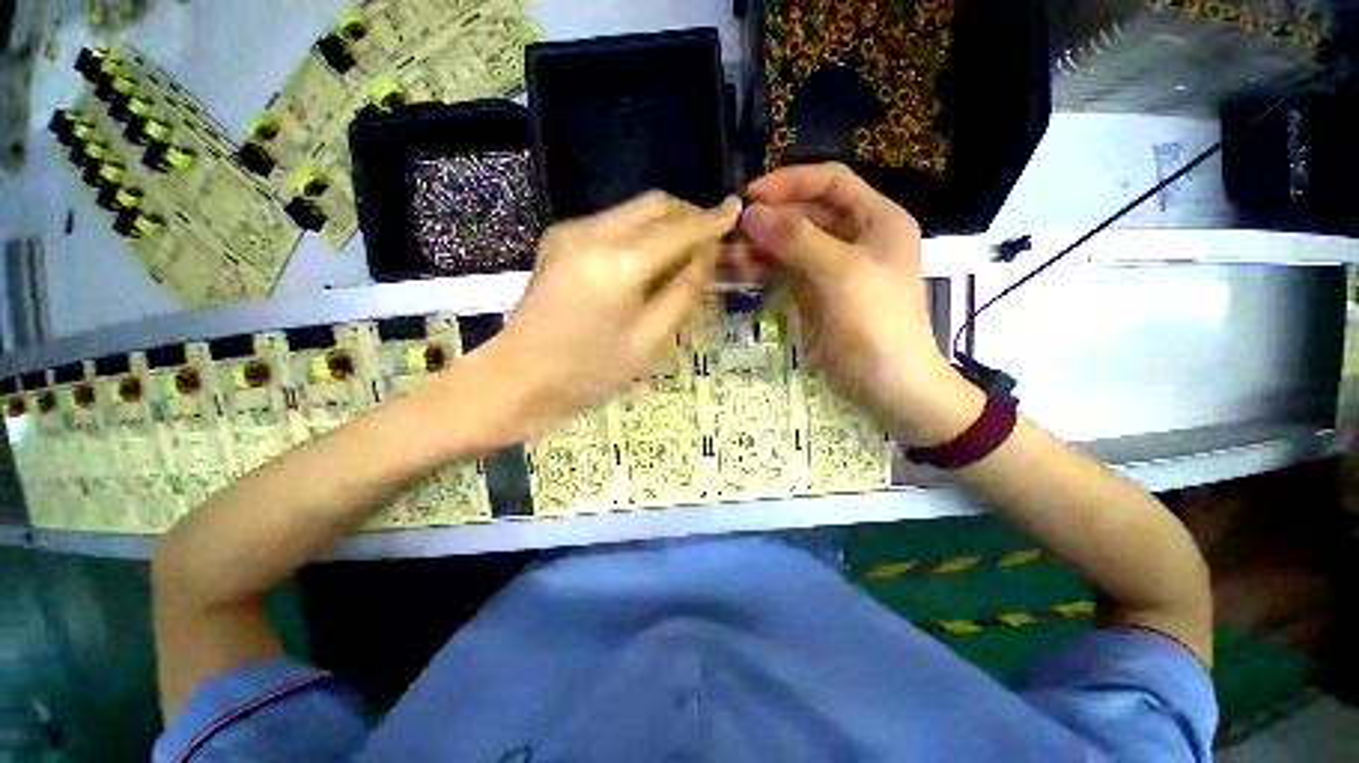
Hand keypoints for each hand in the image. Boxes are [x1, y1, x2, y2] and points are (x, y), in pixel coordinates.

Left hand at [480, 192, 741, 437]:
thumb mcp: (648, 341)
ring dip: (664, 224)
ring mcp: (570, 231)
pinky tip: (647, 261)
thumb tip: (704, 255)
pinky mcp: (559, 238)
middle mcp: (592, 232)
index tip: (735, 210)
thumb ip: (682, 292)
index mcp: (618, 264)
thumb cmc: (588, 372)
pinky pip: (613, 222)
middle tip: (710, 241)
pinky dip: (639, 233)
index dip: (711, 220)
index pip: (678, 229)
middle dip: (688, 216)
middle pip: (655, 204)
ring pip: (633, 210)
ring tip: (682, 255)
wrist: (518, 378)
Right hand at [735, 162, 980, 443]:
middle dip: (771, 218)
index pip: (831, 182)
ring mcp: (836, 268)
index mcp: (877, 219)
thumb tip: (750, 213)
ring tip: (729, 253)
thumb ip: (796, 239)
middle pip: (809, 213)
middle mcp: (857, 237)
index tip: (750, 196)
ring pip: (794, 244)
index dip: (790, 182)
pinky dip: (767, 269)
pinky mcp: (819, 294)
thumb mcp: (841, 274)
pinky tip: (743, 272)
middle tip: (732, 230)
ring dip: (763, 246)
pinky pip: (789, 271)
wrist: (890, 384)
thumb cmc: (876, 324)